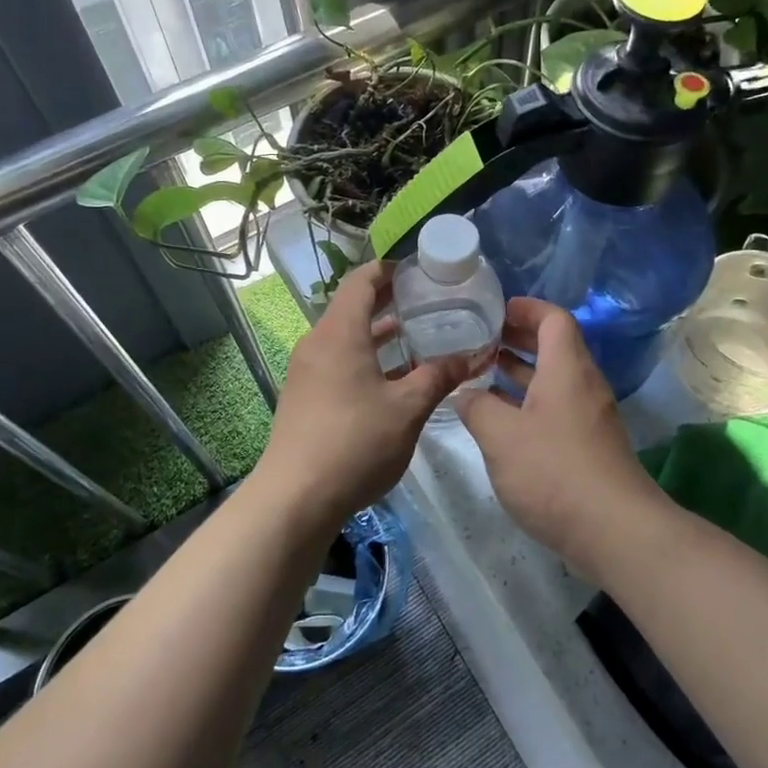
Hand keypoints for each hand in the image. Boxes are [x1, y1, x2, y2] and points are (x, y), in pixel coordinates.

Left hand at [255, 262, 469, 527]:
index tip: (419, 272)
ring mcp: (307, 371)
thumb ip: (439, 377)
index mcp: (339, 333)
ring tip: (417, 337)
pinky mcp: (304, 396)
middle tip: (428, 302)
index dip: (389, 270)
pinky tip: (393, 380)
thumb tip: (471, 357)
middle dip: (389, 302)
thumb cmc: (355, 442)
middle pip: (352, 308)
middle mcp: (317, 343)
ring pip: (346, 338)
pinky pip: (338, 362)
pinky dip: (365, 358)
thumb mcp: (407, 409)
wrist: (295, 497)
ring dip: (379, 335)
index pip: (361, 281)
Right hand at [454, 298, 661, 573]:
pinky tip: (501, 419)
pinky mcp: (588, 445)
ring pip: (553, 379)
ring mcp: (589, 416)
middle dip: (517, 338)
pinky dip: (528, 401)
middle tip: (479, 339)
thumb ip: (477, 407)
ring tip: (481, 373)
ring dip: (520, 371)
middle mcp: (583, 384)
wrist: (614, 530)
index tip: (493, 310)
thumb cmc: (553, 471)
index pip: (553, 318)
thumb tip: (465, 394)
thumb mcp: (500, 436)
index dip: (524, 308)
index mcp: (567, 369)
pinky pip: (556, 406)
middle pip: (554, 346)